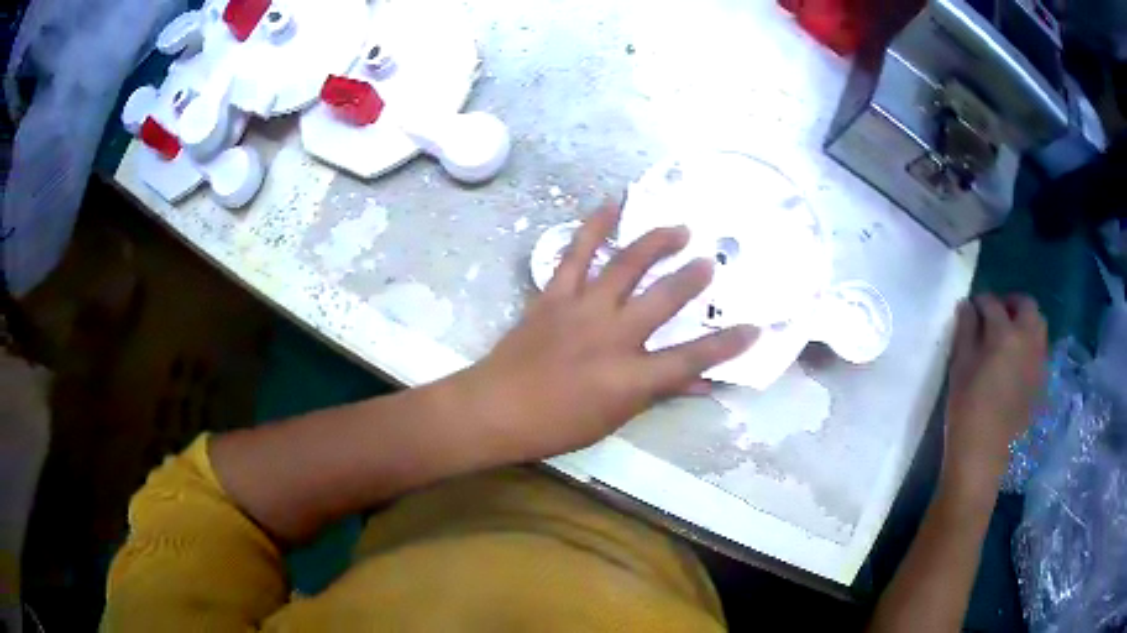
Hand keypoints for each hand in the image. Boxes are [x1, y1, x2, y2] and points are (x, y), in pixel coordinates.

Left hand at [457, 204, 757, 461]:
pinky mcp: (555, 294)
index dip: (726, 345)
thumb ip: (659, 394)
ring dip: (656, 242)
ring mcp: (582, 309)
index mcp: (630, 378)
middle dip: (692, 278)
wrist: (495, 408)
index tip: (755, 328)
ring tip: (679, 228)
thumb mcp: (614, 418)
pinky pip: (577, 253)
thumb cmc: (556, 425)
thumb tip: (701, 383)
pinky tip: (612, 205)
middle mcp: (612, 337)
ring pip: (627, 265)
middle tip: (710, 262)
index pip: (691, 359)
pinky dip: (595, 226)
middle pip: (664, 300)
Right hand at [941, 294, 1046, 498]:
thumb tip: (968, 307)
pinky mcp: (1041, 382)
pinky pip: (1040, 350)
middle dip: (1011, 304)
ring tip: (1009, 338)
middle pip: (1027, 306)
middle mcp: (1028, 341)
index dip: (980, 302)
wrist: (983, 457)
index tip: (970, 309)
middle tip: (996, 316)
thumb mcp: (960, 368)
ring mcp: (1039, 362)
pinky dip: (1030, 346)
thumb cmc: (966, 411)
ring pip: (1039, 326)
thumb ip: (965, 331)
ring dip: (1025, 323)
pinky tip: (1017, 362)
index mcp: (1006, 334)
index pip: (992, 304)